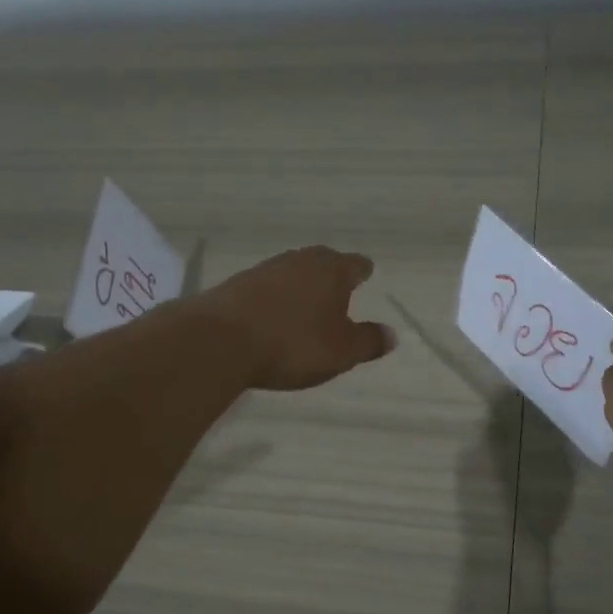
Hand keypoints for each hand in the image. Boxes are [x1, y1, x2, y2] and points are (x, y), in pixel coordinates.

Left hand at [194, 246, 395, 390]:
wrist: (220, 341)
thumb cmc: (293, 344)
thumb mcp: (340, 352)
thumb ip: (368, 342)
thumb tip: (392, 334)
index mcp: (332, 271)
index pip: (356, 264)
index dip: (362, 271)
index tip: (365, 275)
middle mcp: (300, 260)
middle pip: (323, 261)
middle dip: (332, 273)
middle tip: (338, 288)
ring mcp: (266, 269)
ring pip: (293, 270)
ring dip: (301, 284)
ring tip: (306, 303)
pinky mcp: (237, 283)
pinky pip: (267, 286)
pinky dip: (275, 296)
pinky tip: (272, 313)